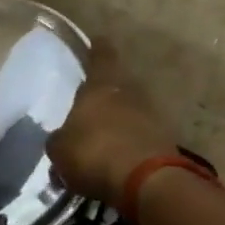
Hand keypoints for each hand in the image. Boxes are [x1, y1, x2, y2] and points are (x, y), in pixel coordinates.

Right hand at [47, 40, 175, 209]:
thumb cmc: (93, 153)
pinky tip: (113, 158)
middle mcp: (130, 95)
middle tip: (89, 102)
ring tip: (99, 136)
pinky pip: (139, 136)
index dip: (97, 49)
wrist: (147, 184)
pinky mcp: (165, 143)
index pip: (102, 57)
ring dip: (117, 121)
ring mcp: (152, 118)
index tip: (97, 40)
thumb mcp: (59, 148)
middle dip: (105, 93)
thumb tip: (63, 138)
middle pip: (118, 86)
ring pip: (130, 111)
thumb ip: (60, 138)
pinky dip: (127, 143)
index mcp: (101, 88)